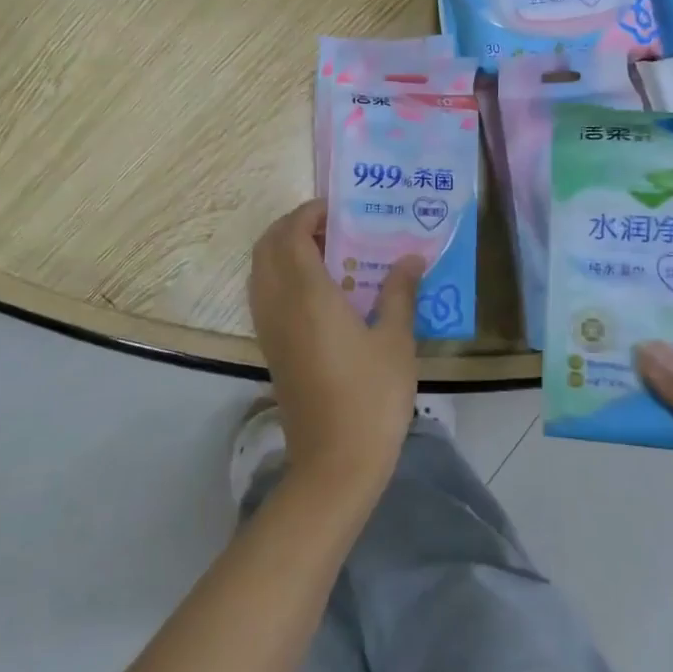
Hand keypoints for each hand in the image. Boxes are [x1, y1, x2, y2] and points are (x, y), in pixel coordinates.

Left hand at [249, 200, 423, 501]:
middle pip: (267, 247)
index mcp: (307, 294)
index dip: (308, 213)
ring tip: (326, 254)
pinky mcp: (270, 349)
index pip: (292, 234)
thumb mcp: (396, 341)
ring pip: (260, 271)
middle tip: (331, 227)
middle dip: (292, 226)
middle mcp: (278, 304)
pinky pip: (263, 296)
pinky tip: (318, 292)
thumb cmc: (371, 397)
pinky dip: (280, 277)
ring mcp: (269, 329)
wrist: (334, 463)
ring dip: (283, 251)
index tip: (337, 208)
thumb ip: (400, 293)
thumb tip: (412, 258)